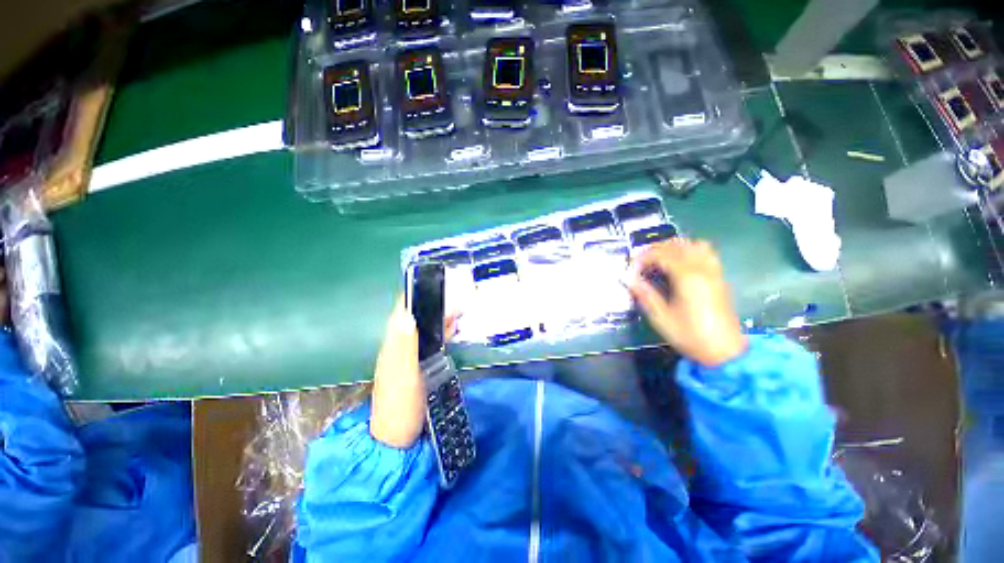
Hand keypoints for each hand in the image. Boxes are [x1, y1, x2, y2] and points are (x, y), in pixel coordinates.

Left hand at [370, 297, 458, 448]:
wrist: (398, 438)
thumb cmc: (400, 406)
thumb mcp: (403, 375)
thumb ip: (405, 345)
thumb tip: (406, 314)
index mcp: (394, 344)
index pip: (401, 312)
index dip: (413, 295)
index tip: (431, 282)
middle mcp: (400, 346)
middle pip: (415, 318)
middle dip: (432, 305)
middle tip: (454, 295)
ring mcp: (410, 356)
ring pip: (425, 329)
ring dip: (439, 318)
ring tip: (458, 308)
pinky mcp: (419, 365)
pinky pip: (431, 342)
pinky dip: (441, 333)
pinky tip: (452, 329)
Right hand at [628, 239, 746, 366]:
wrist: (724, 351)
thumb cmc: (690, 335)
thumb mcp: (661, 317)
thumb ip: (645, 294)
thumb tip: (628, 279)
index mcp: (687, 277)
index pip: (662, 254)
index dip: (643, 258)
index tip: (631, 268)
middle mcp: (702, 268)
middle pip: (677, 245)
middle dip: (655, 249)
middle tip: (640, 262)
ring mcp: (713, 271)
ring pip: (693, 245)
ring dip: (673, 247)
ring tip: (659, 259)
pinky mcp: (719, 277)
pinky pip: (705, 253)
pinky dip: (689, 251)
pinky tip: (679, 264)